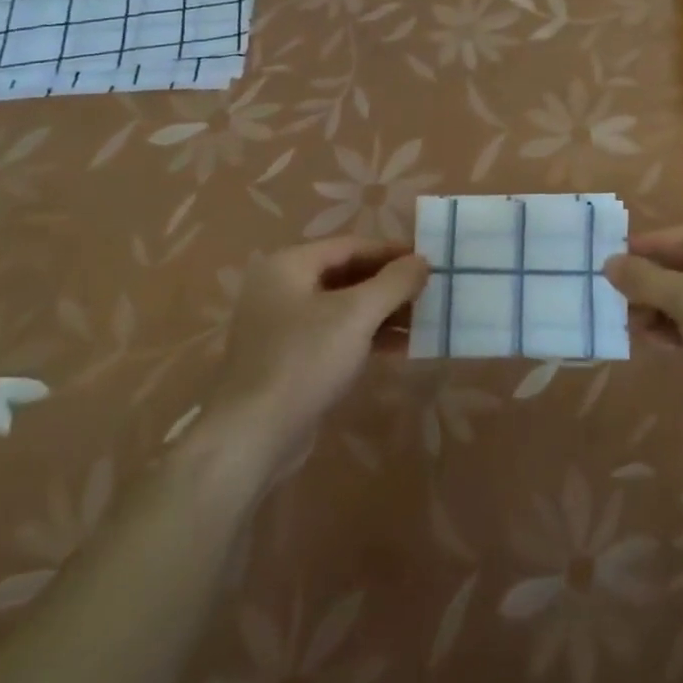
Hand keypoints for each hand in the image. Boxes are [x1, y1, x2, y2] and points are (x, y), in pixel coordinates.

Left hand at [202, 238, 427, 451]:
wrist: (252, 437)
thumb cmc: (305, 360)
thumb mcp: (357, 314)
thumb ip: (394, 282)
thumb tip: (423, 261)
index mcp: (290, 265)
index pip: (351, 245)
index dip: (392, 252)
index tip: (429, 261)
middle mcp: (282, 288)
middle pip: (347, 274)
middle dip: (390, 284)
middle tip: (429, 291)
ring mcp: (284, 326)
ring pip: (344, 307)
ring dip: (383, 312)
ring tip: (423, 320)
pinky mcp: (290, 359)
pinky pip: (336, 335)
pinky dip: (367, 336)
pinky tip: (401, 346)